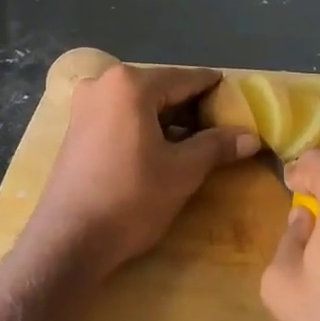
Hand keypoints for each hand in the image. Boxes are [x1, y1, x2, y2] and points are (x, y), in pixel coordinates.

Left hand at [26, 65, 258, 278]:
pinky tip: (162, 148)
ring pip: (140, 103)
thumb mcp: (182, 171)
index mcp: (130, 84)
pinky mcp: (76, 128)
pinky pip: (120, 116)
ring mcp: (85, 105)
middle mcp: (103, 83)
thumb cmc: (130, 198)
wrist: (68, 241)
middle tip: (221, 125)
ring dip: (168, 119)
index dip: (214, 89)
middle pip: (161, 88)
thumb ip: (216, 146)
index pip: (185, 79)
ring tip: (197, 140)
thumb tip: (251, 136)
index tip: (237, 97)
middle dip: (191, 106)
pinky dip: (144, 126)